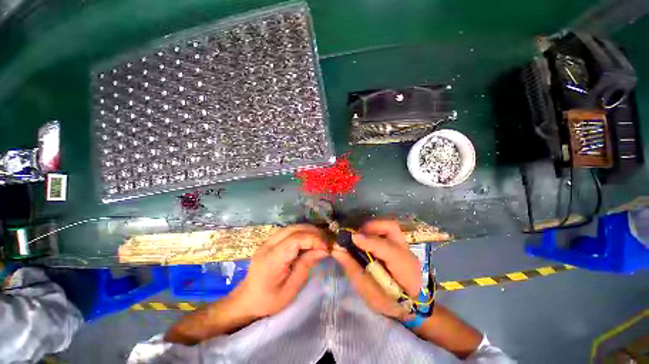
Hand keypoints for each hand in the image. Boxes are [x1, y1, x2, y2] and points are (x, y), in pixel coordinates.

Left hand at [232, 224, 328, 318]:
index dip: (314, 240)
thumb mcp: (291, 289)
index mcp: (273, 258)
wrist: (247, 300)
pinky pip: (288, 231)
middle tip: (326, 242)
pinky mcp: (269, 241)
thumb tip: (323, 250)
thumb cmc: (269, 301)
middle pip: (294, 229)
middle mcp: (268, 245)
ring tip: (320, 239)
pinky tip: (308, 239)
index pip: (296, 239)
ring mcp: (267, 241)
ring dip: (308, 230)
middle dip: (313, 232)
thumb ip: (306, 265)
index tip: (326, 248)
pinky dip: (301, 232)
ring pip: (291, 227)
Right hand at [332, 219, 421, 320]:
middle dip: (370, 227)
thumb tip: (337, 250)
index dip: (368, 241)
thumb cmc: (390, 304)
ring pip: (389, 226)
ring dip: (371, 228)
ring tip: (359, 238)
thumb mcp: (370, 294)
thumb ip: (354, 270)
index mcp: (404, 269)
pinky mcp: (401, 245)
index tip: (351, 238)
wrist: (414, 307)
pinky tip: (366, 241)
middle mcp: (407, 253)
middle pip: (391, 227)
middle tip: (355, 235)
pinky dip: (374, 232)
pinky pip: (387, 232)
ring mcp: (406, 247)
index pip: (386, 248)